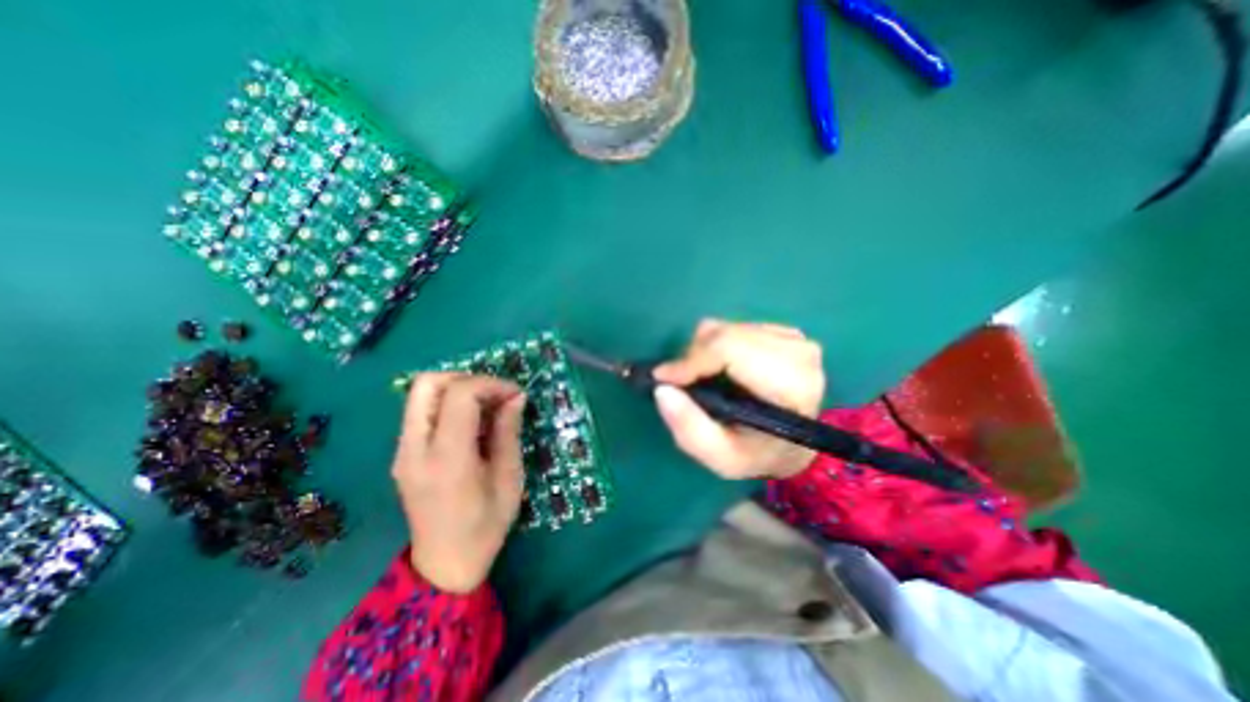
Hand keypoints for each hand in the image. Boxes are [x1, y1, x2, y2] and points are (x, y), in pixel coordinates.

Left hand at [391, 374, 522, 591]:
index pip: (459, 395)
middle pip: (427, 384)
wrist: (445, 565)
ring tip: (485, 407)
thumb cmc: (486, 525)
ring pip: (420, 394)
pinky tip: (471, 423)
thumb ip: (508, 431)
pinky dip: (448, 404)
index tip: (515, 394)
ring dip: (456, 389)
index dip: (491, 384)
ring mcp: (402, 451)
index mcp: (446, 459)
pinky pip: (421, 411)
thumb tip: (515, 396)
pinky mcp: (402, 454)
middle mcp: (415, 449)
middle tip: (494, 394)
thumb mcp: (509, 478)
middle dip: (466, 378)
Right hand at [649, 322, 826, 479]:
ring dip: (704, 351)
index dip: (691, 360)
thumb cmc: (756, 454)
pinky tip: (723, 369)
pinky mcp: (784, 332)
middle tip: (682, 382)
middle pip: (725, 335)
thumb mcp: (721, 457)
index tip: (664, 378)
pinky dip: (717, 344)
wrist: (791, 447)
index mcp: (792, 386)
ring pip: (726, 328)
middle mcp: (799, 354)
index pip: (730, 350)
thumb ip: (689, 428)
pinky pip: (734, 326)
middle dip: (694, 357)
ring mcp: (794, 339)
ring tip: (704, 379)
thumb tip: (662, 389)